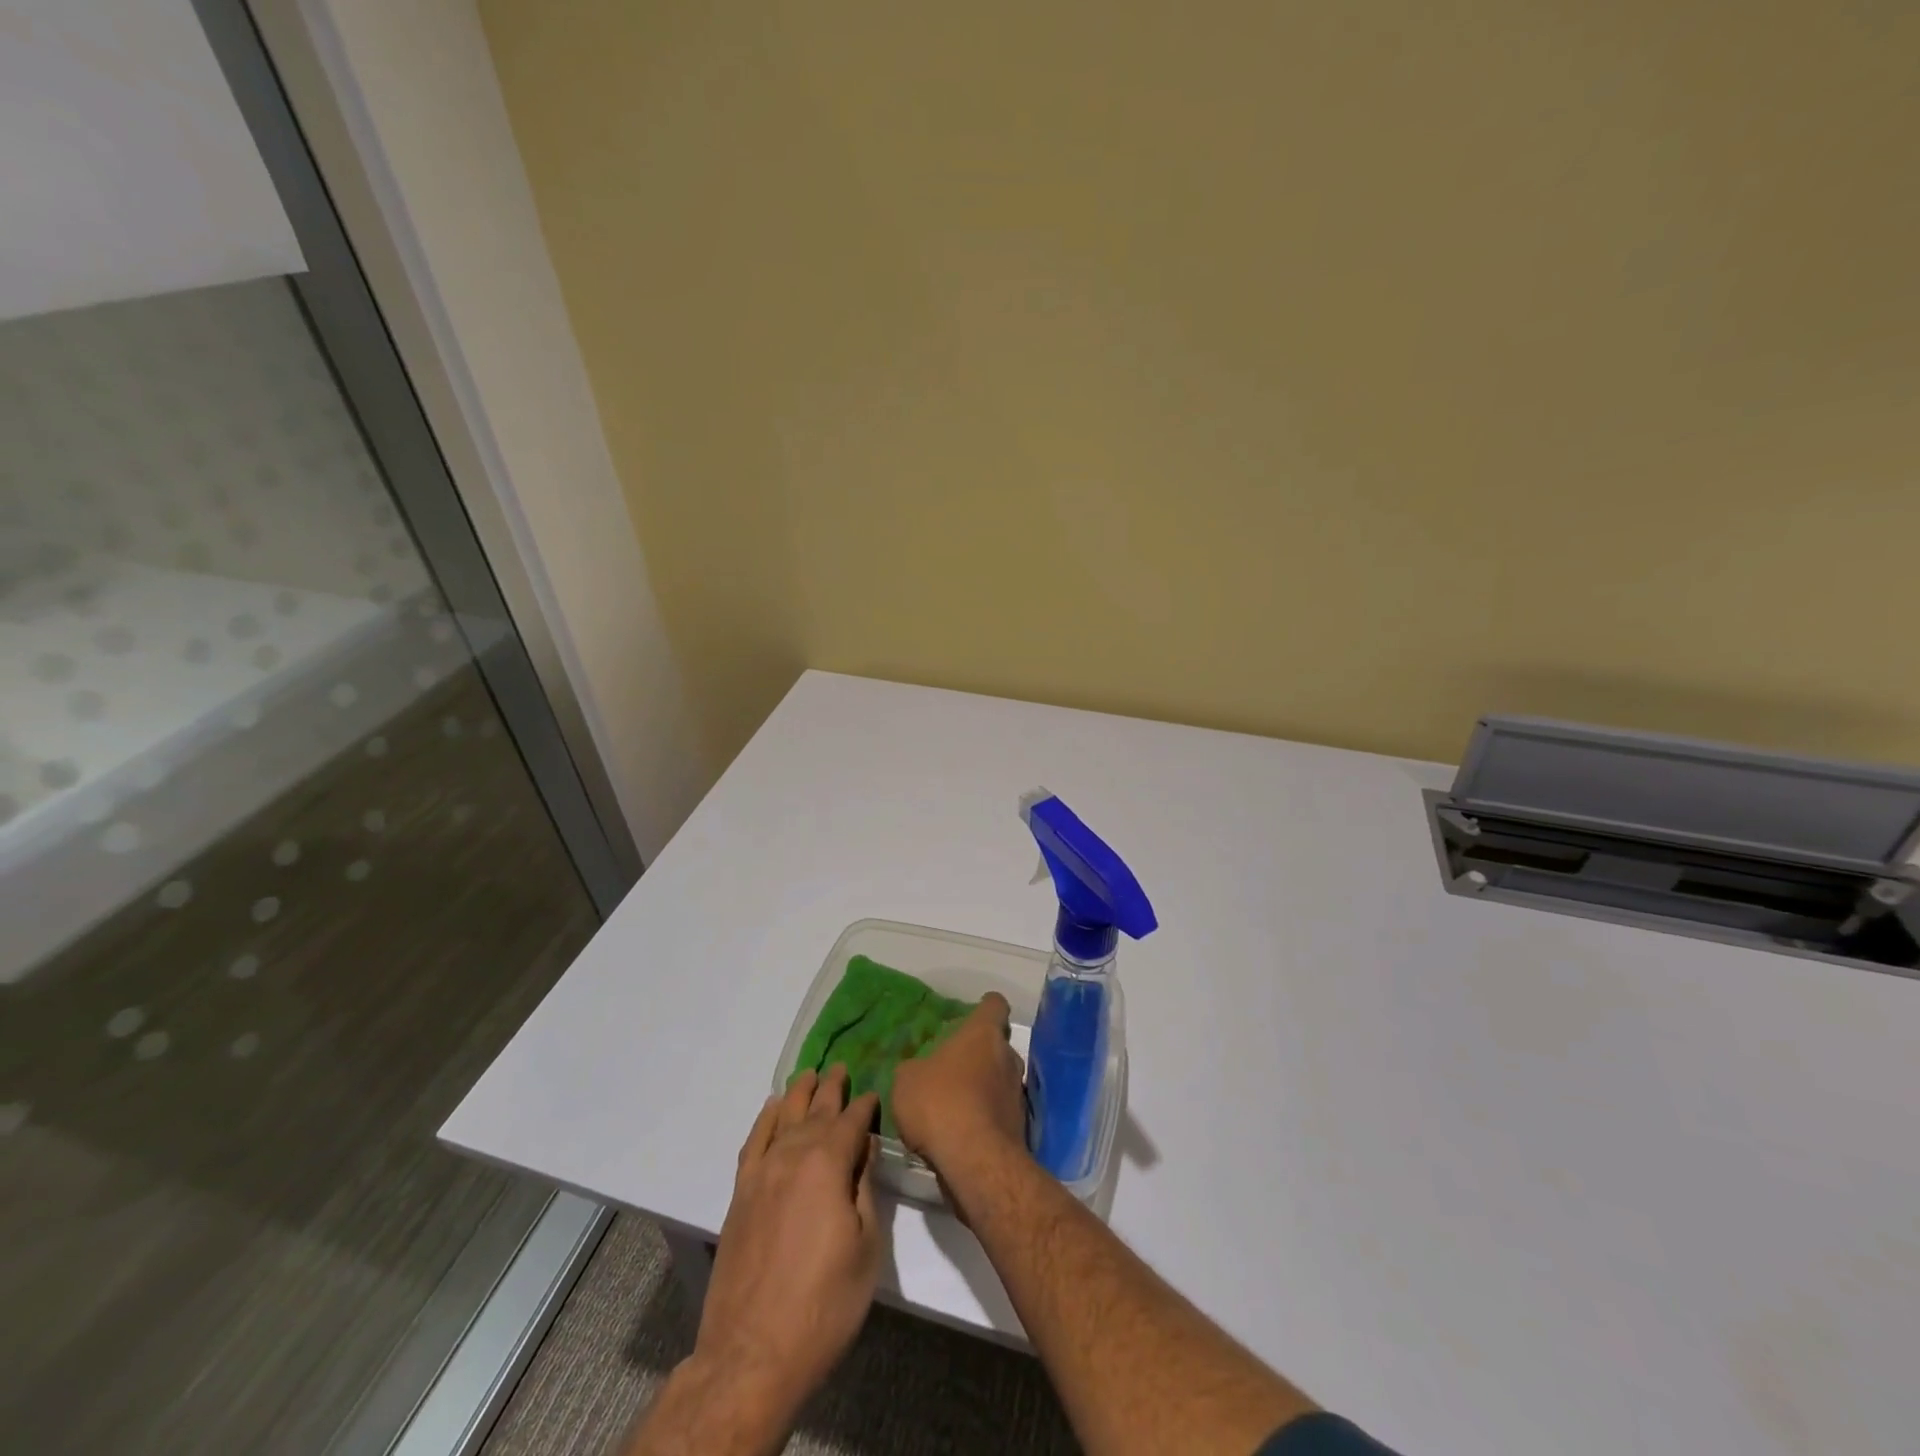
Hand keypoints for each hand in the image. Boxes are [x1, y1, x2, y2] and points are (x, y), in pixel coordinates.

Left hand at [694, 1066, 882, 1433]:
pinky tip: (772, 1108)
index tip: (874, 1094)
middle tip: (841, 1067)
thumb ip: (864, 1189)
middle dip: (832, 1088)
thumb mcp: (865, 1248)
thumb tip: (863, 1150)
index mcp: (828, 1164)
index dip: (865, 1106)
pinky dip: (765, 1120)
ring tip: (809, 1074)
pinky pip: (754, 1141)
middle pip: (817, 1111)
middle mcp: (793, 1155)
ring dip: (799, 1094)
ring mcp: (761, 1173)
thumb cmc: (824, 1305)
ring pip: (784, 1118)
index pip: (852, 1121)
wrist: (752, 1354)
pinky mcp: (740, 1194)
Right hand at [891, 992, 1027, 1177]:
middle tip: (954, 1066)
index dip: (985, 1006)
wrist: (975, 1162)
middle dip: (980, 1053)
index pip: (995, 1005)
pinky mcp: (1019, 1127)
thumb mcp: (906, 1080)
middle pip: (998, 1045)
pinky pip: (999, 1112)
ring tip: (955, 1104)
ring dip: (983, 1087)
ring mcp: (1017, 1093)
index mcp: (983, 1034)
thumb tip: (918, 1072)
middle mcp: (1007, 1057)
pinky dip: (985, 1117)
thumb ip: (913, 1069)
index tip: (973, 1012)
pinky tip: (962, 1133)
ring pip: (1000, 1080)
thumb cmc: (939, 1103)